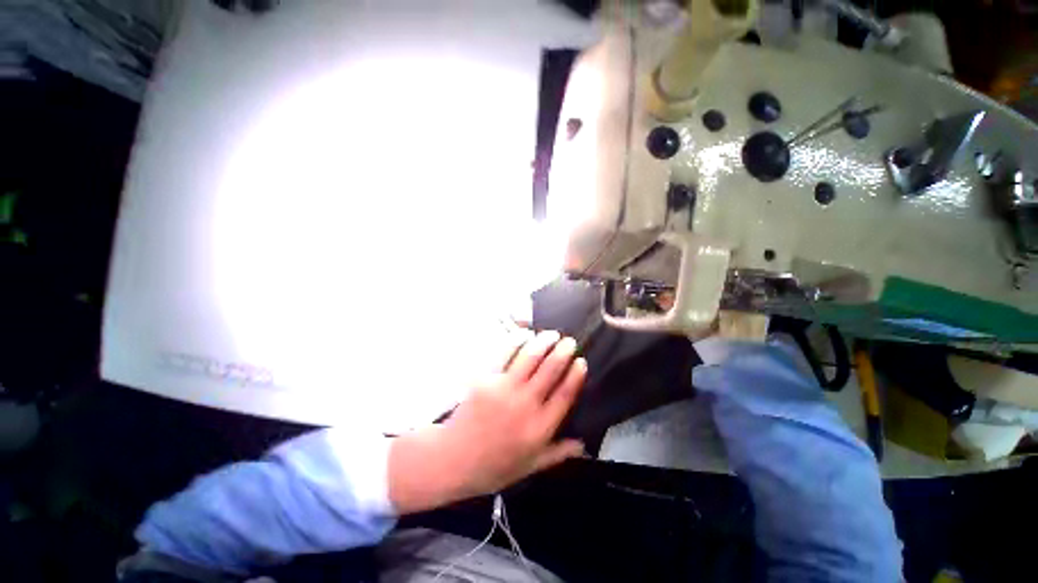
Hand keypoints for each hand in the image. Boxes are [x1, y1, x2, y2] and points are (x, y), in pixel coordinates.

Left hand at [388, 330, 586, 513]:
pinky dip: (516, 341)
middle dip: (563, 352)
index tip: (581, 361)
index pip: (565, 395)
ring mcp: (504, 389)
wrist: (453, 460)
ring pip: (530, 357)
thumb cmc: (494, 466)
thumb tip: (583, 445)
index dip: (575, 376)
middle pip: (550, 371)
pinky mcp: (486, 379)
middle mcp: (526, 404)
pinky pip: (504, 354)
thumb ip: (558, 454)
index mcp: (540, 427)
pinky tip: (524, 334)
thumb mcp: (530, 467)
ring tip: (551, 334)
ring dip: (543, 342)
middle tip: (569, 341)